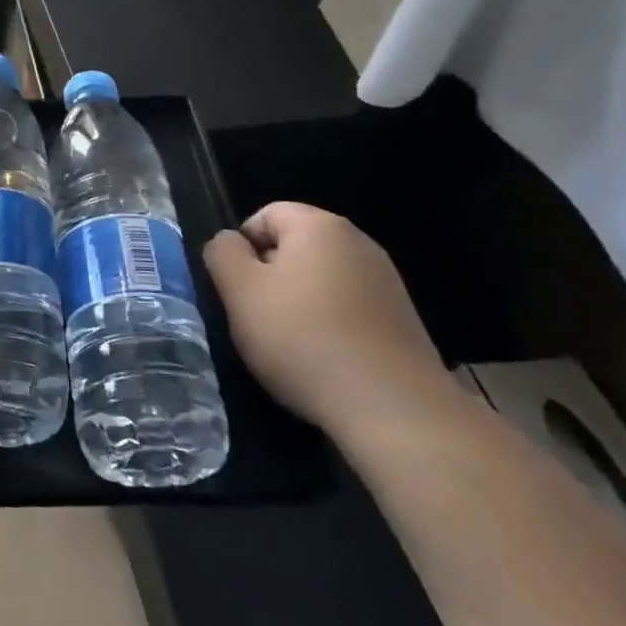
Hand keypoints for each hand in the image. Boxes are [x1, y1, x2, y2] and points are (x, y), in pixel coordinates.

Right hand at [204, 202, 452, 438]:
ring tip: (290, 345)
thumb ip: (223, 253)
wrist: (394, 409)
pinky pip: (348, 309)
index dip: (241, 247)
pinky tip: (324, 360)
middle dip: (270, 277)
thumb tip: (229, 242)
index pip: (265, 215)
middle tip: (257, 317)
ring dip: (299, 305)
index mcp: (320, 226)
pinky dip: (329, 326)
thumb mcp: (240, 291)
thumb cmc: (303, 339)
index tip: (237, 289)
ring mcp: (386, 282)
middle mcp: (359, 243)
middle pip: (294, 247)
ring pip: (320, 280)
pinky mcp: (402, 320)